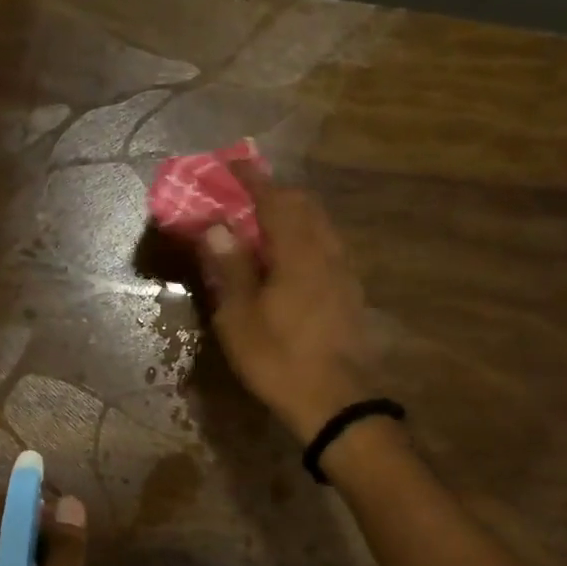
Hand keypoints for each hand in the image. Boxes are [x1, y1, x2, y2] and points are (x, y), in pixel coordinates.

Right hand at [198, 167, 375, 441]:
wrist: (336, 402)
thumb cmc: (279, 359)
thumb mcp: (240, 317)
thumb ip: (230, 267)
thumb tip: (215, 227)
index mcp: (298, 251)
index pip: (275, 198)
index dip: (252, 178)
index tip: (231, 163)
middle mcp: (327, 251)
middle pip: (304, 205)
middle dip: (274, 193)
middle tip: (244, 196)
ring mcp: (344, 272)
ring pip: (319, 226)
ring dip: (292, 216)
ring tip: (264, 225)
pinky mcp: (350, 293)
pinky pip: (326, 248)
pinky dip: (304, 239)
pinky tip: (289, 260)